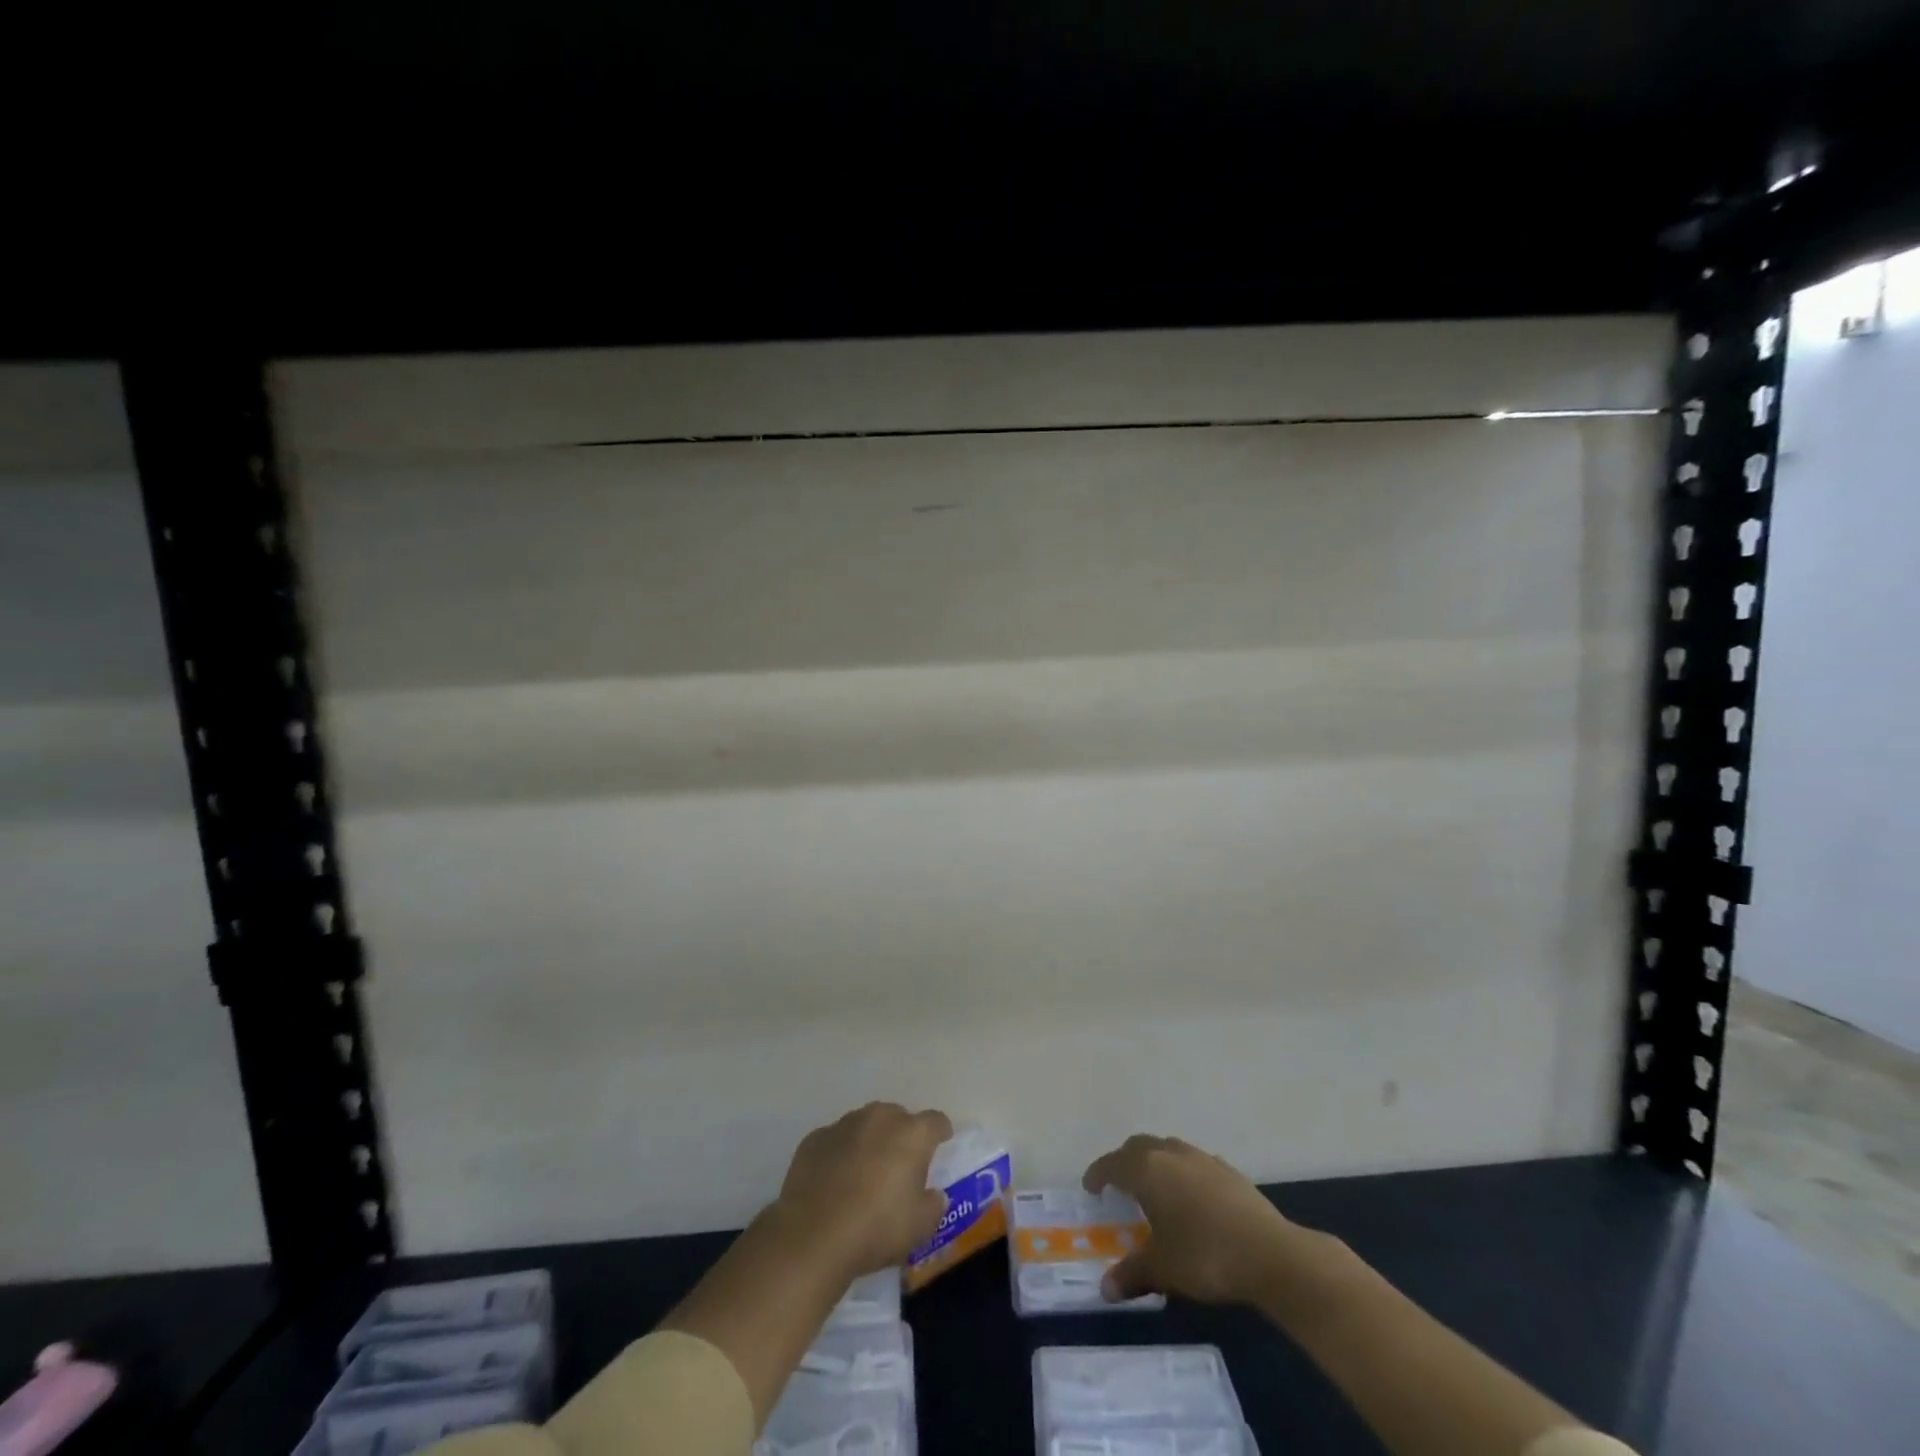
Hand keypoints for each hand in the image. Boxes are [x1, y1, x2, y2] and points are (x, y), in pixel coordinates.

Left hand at [775, 1102, 952, 1279]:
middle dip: (902, 1135)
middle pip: (898, 1117)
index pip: (935, 1121)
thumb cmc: (876, 1229)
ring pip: (866, 1124)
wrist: (813, 1236)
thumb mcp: (920, 1227)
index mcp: (911, 1134)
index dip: (940, 1132)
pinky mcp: (815, 1138)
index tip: (941, 1144)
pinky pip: (836, 1140)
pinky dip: (841, 1153)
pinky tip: (835, 1180)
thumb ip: (934, 1205)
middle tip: (900, 1165)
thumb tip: (934, 1195)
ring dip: (870, 1140)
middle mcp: (879, 1118)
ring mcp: (844, 1124)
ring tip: (865, 1172)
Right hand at [1083, 1134, 1315, 1306]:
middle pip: (1138, 1147)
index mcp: (1147, 1170)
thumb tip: (1105, 1289)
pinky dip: (1182, 1173)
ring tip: (1154, 1190)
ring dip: (1155, 1163)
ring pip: (1167, 1149)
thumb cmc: (1205, 1255)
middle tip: (1118, 1186)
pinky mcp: (1228, 1170)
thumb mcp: (1162, 1269)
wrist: (1270, 1253)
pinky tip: (1191, 1199)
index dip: (1098, 1174)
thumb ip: (1132, 1273)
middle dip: (1124, 1162)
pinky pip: (1193, 1163)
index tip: (1090, 1187)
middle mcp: (1170, 1154)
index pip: (1112, 1164)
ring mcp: (1201, 1158)